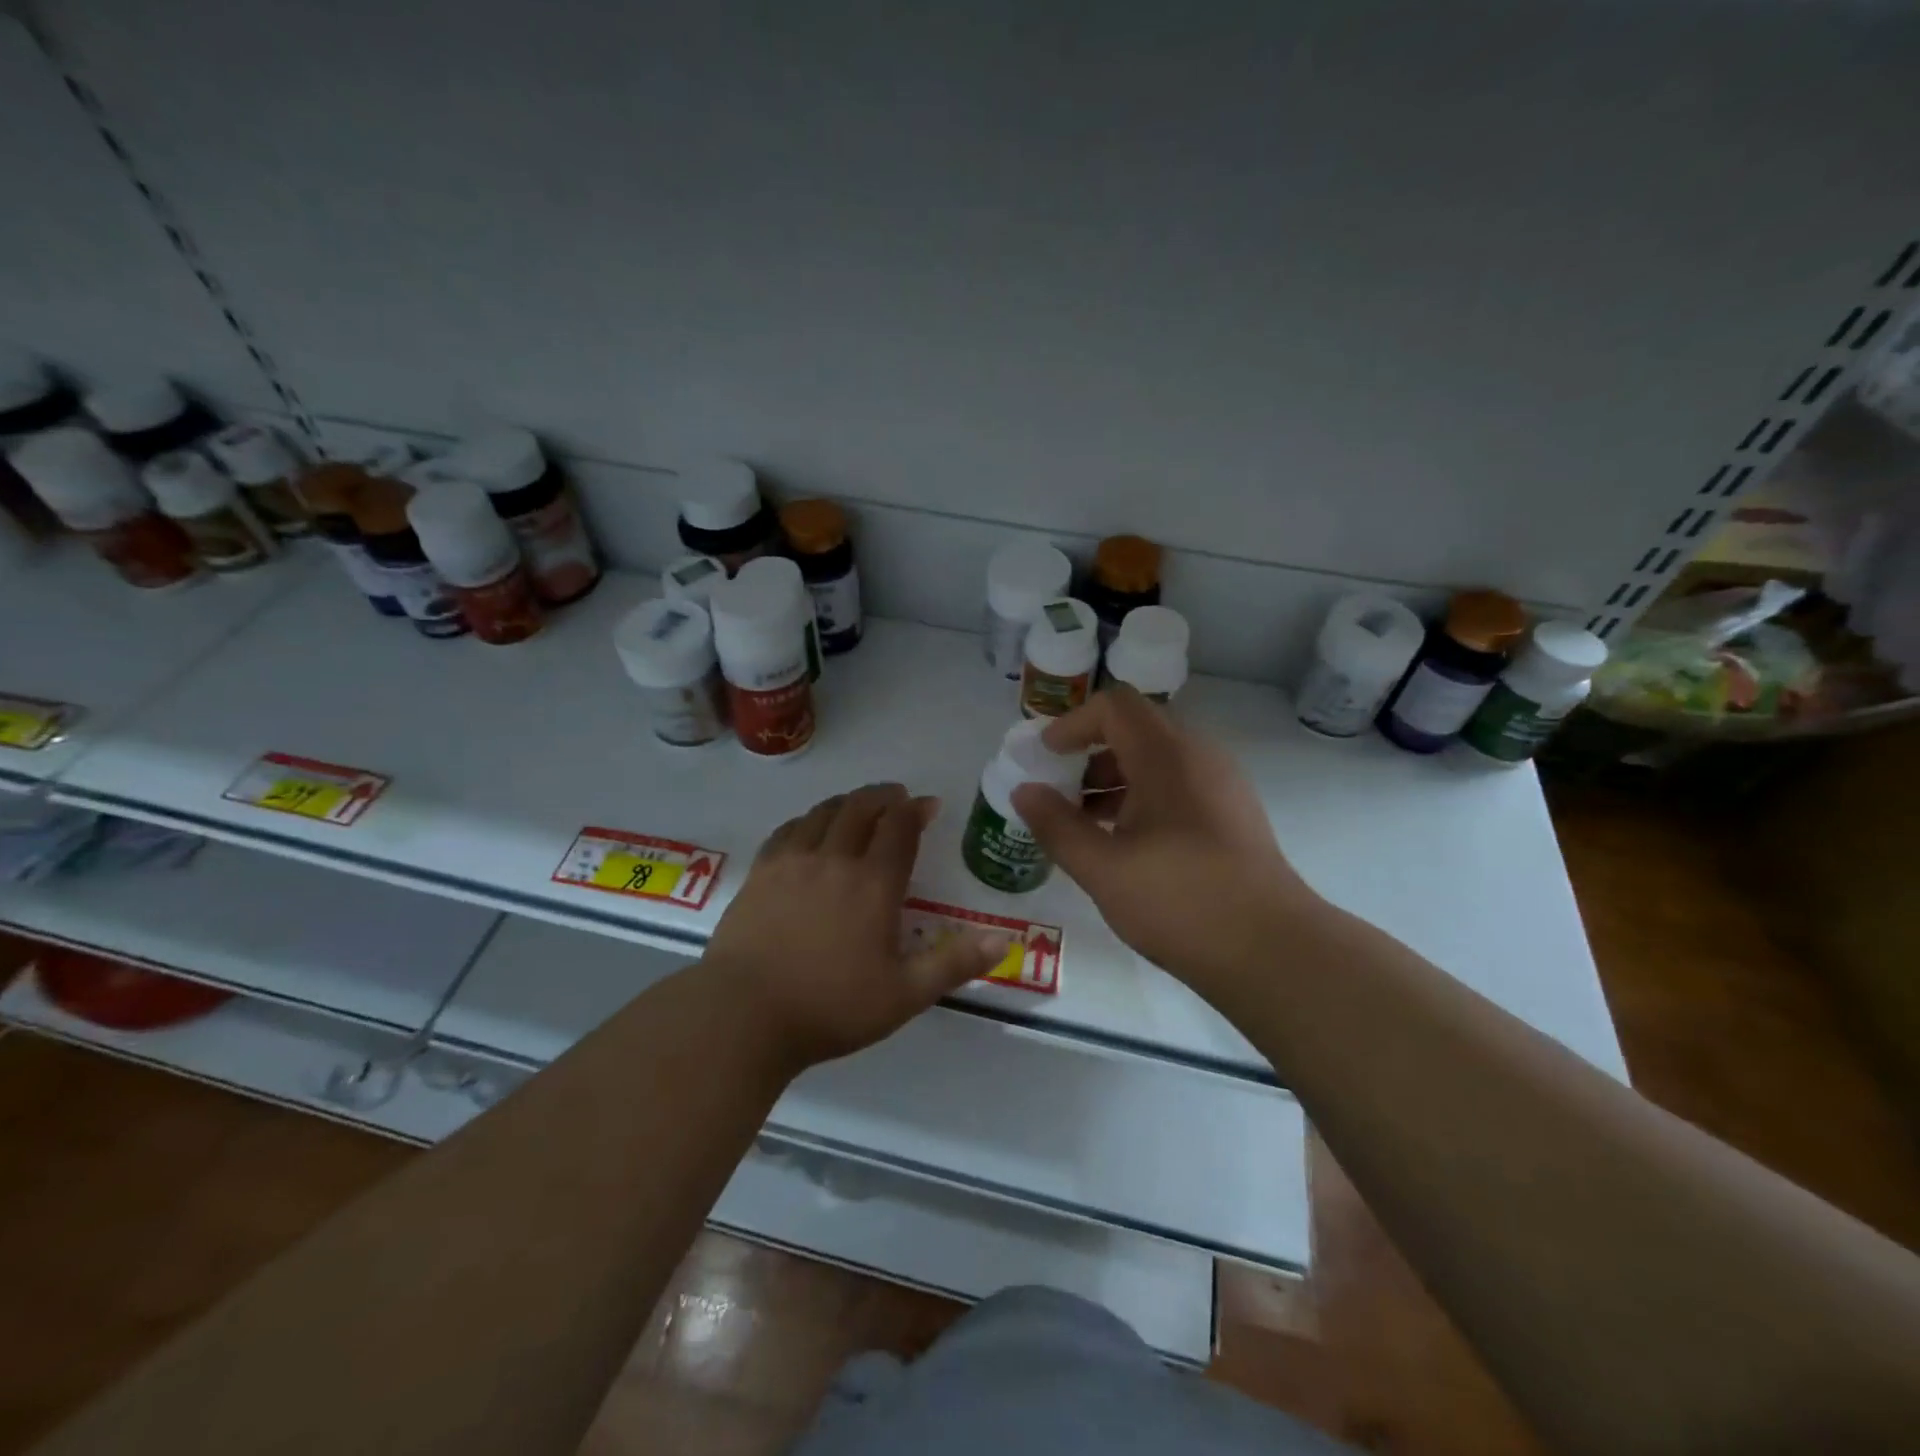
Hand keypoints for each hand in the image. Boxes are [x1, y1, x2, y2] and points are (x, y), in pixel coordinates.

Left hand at [703, 782, 1012, 1069]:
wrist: (743, 1015)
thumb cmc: (830, 1007)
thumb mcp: (904, 995)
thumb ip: (954, 964)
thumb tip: (1002, 939)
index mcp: (874, 884)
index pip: (899, 829)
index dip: (915, 811)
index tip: (927, 805)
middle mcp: (834, 860)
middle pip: (861, 809)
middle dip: (883, 797)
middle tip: (897, 797)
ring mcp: (792, 862)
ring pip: (823, 813)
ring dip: (847, 802)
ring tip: (858, 806)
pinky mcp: (760, 873)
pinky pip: (788, 829)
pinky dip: (807, 819)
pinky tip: (809, 827)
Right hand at [1010, 686, 1321, 985]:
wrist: (1272, 951)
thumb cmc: (1180, 901)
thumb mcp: (1102, 868)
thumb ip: (1056, 825)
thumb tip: (1024, 791)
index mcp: (1167, 756)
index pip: (1114, 706)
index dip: (1073, 723)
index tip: (1046, 756)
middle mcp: (1200, 757)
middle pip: (1136, 730)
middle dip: (1090, 754)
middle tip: (1058, 790)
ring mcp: (1223, 785)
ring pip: (1158, 761)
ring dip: (1115, 780)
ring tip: (1084, 823)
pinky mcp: (1233, 814)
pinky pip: (1179, 786)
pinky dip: (1143, 798)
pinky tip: (1125, 844)